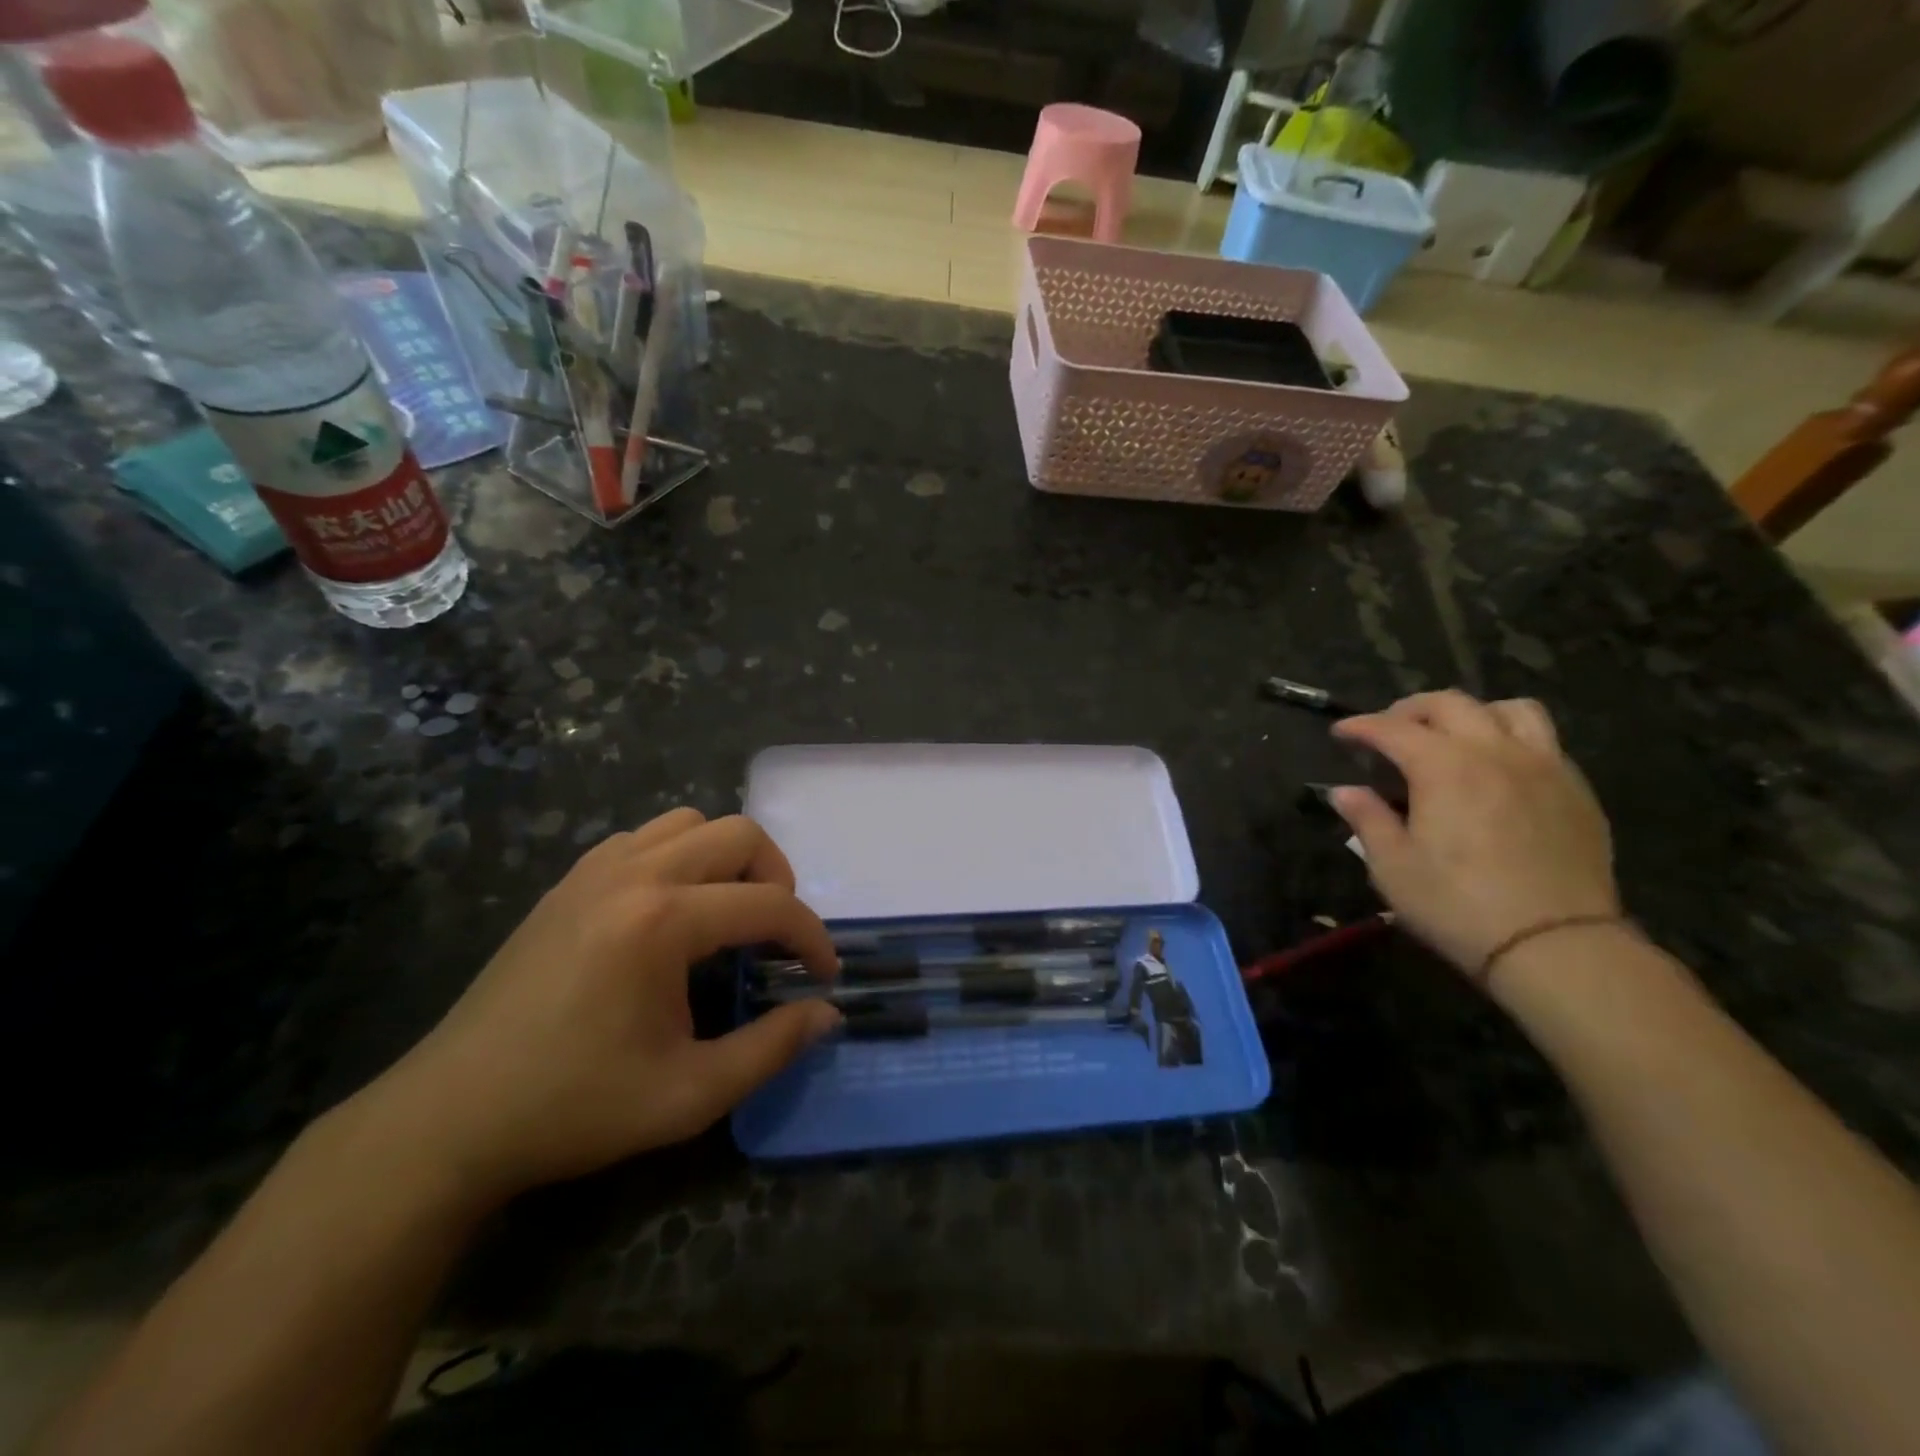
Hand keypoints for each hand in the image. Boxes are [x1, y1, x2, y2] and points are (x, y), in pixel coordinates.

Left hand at [360, 809, 840, 1205]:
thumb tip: (828, 1012)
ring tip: (728, 914)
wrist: (450, 1117)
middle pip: (739, 834)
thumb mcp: (689, 1094)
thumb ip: (772, 1048)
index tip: (824, 975)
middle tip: (776, 936)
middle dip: (777, 879)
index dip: (811, 937)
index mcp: (663, 921)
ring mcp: (595, 869)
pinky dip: (679, 857)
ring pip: (690, 822)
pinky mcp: (569, 881)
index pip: (769, 904)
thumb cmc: (575, 1107)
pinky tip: (671, 912)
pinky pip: (644, 837)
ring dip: (727, 859)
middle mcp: (634, 874)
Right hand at [1329, 691, 1619, 978]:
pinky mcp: (1576, 791)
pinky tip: (1497, 772)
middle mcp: (1494, 752)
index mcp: (1443, 767)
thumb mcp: (1392, 867)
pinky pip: (1543, 742)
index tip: (1340, 733)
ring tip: (1453, 738)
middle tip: (1388, 731)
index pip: (1392, 728)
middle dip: (1410, 710)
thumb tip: (1345, 792)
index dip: (1360, 726)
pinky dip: (1510, 741)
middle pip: (1450, 704)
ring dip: (1472, 714)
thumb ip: (1367, 820)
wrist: (1557, 945)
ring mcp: (1543, 767)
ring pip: (1509, 710)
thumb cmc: (1458, 905)